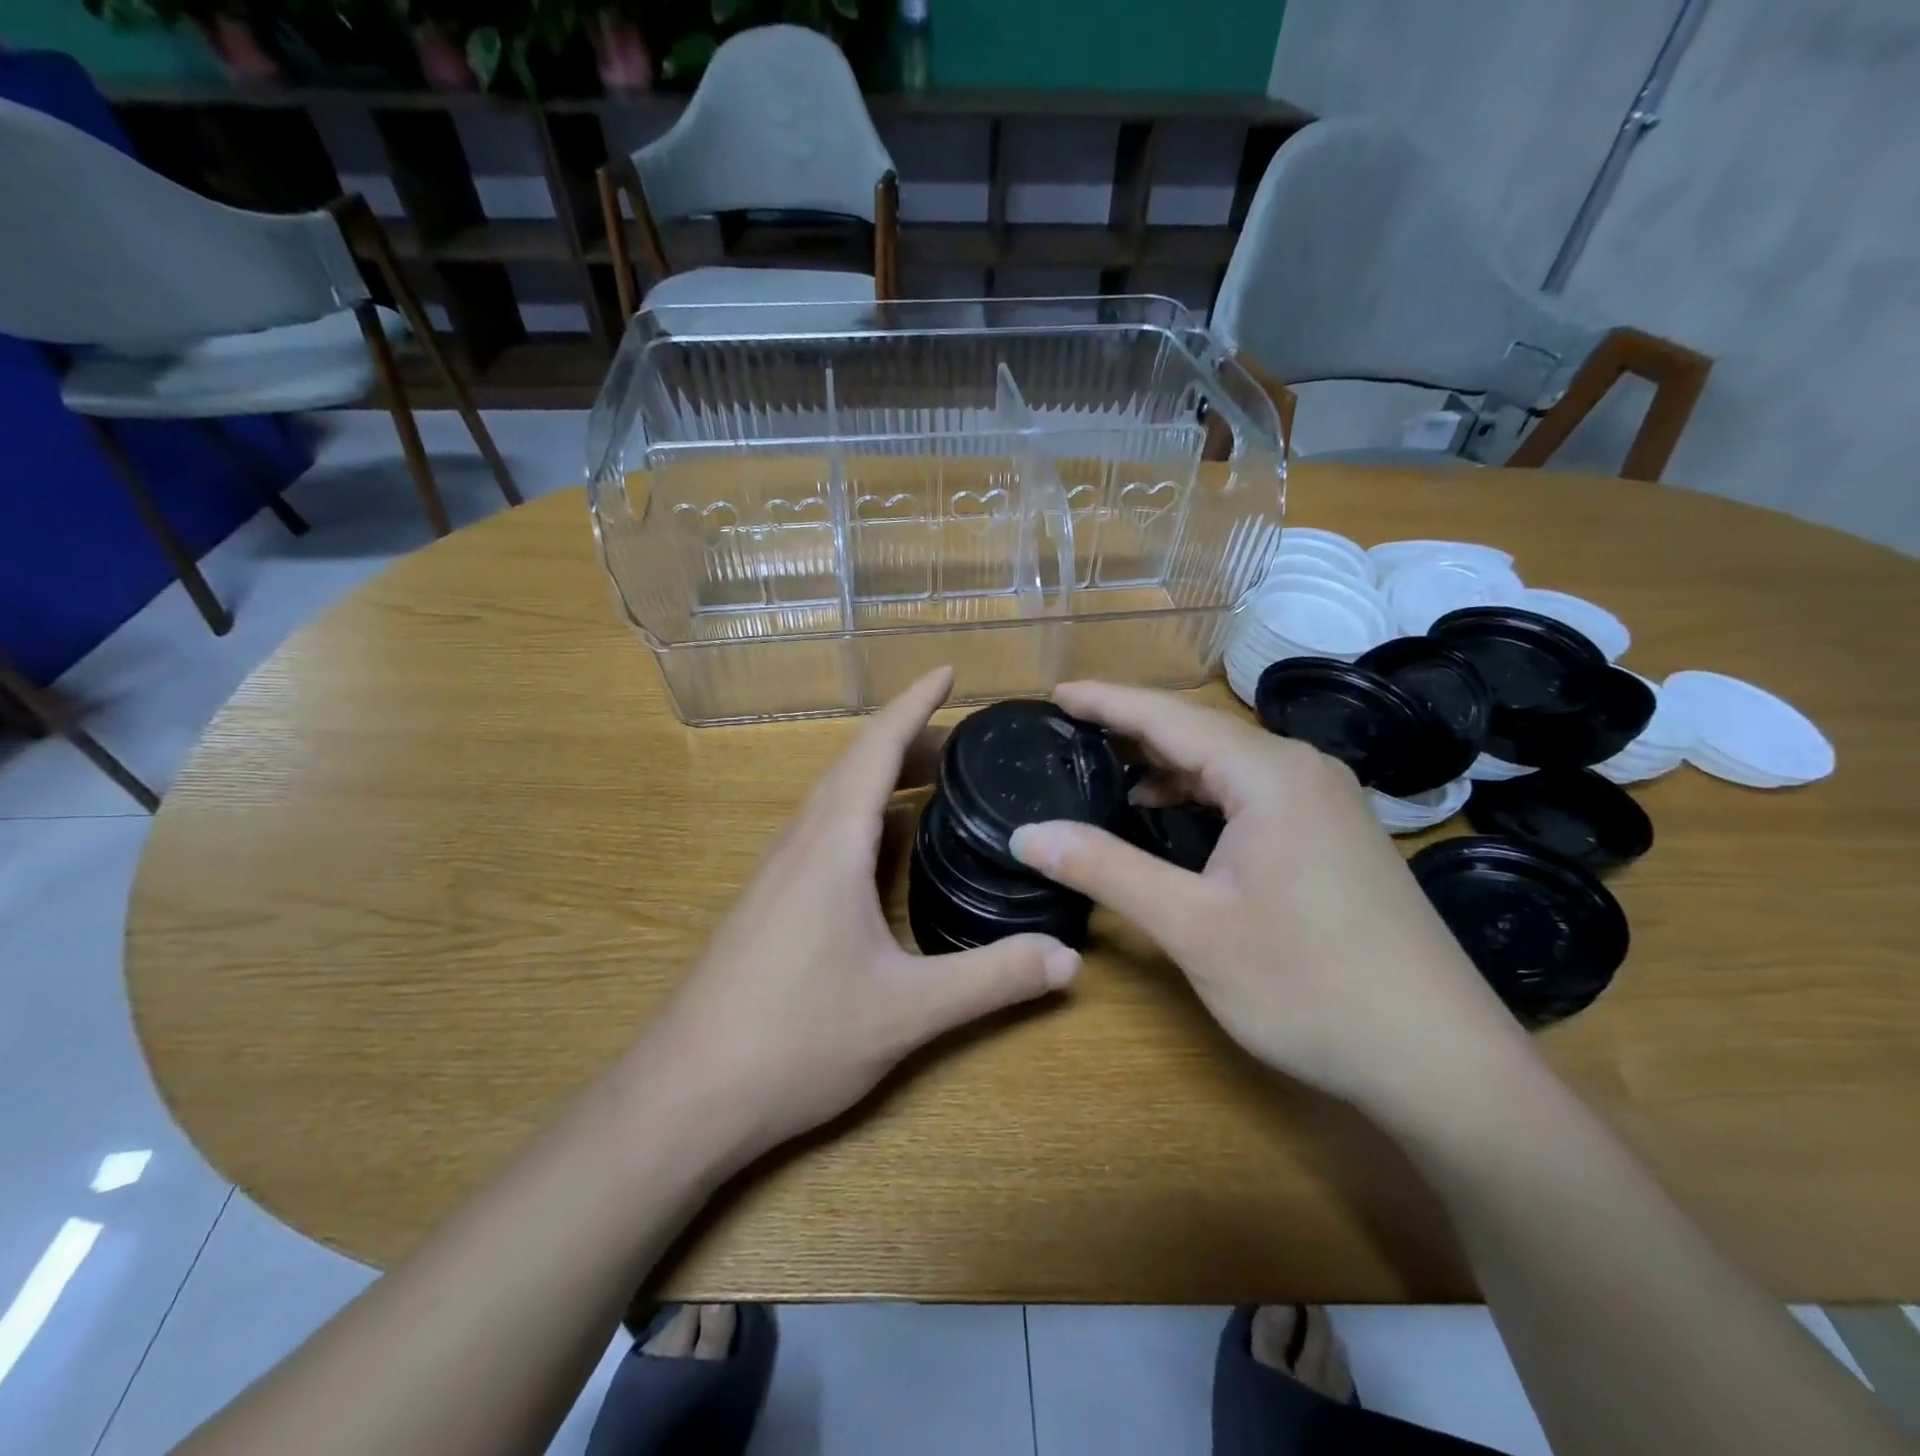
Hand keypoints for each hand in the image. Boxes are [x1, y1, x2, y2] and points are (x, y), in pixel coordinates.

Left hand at [648, 668, 1080, 1161]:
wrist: (683, 1097)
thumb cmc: (794, 1039)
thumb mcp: (907, 1011)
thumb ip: (993, 979)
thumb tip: (1070, 957)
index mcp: (830, 844)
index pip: (876, 748)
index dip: (914, 704)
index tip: (948, 672)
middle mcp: (799, 844)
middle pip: (855, 766)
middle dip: (910, 741)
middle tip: (966, 744)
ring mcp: (776, 874)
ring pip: (833, 799)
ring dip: (881, 777)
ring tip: (933, 783)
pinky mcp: (767, 904)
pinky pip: (821, 833)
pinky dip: (861, 815)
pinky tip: (881, 850)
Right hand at [1007, 682, 1526, 1116]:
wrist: (1440, 1062)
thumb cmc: (1310, 986)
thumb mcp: (1193, 927)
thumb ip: (1105, 869)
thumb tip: (1027, 833)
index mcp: (1270, 775)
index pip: (1169, 718)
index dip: (1107, 702)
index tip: (1056, 692)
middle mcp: (1303, 772)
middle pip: (1200, 734)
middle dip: (1131, 732)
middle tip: (1068, 734)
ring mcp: (1326, 804)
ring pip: (1228, 766)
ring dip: (1167, 767)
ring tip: (1108, 774)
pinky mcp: (1333, 837)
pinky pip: (1252, 795)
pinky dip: (1202, 797)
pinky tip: (1173, 819)